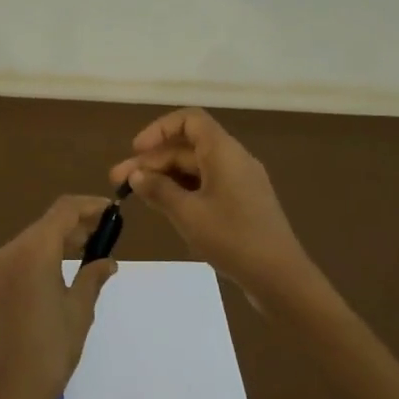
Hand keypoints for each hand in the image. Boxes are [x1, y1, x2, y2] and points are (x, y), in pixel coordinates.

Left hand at [0, 195, 117, 398]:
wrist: (6, 398)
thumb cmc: (52, 351)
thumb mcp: (80, 312)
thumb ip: (93, 277)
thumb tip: (106, 261)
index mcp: (33, 253)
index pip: (63, 211)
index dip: (88, 206)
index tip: (107, 211)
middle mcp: (3, 256)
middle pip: (39, 231)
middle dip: (68, 231)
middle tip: (94, 241)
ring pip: (18, 253)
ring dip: (44, 254)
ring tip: (67, 268)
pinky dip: (20, 278)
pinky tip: (33, 301)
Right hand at [109, 108, 317, 309]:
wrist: (280, 277)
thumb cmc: (233, 239)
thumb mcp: (188, 214)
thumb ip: (159, 190)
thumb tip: (136, 175)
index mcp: (224, 152)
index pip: (189, 120)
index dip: (159, 130)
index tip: (135, 152)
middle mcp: (233, 159)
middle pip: (187, 147)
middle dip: (152, 161)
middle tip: (118, 183)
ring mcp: (239, 182)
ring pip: (195, 168)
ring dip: (164, 177)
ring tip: (136, 196)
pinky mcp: (241, 204)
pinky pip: (206, 186)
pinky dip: (182, 191)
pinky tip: (163, 207)